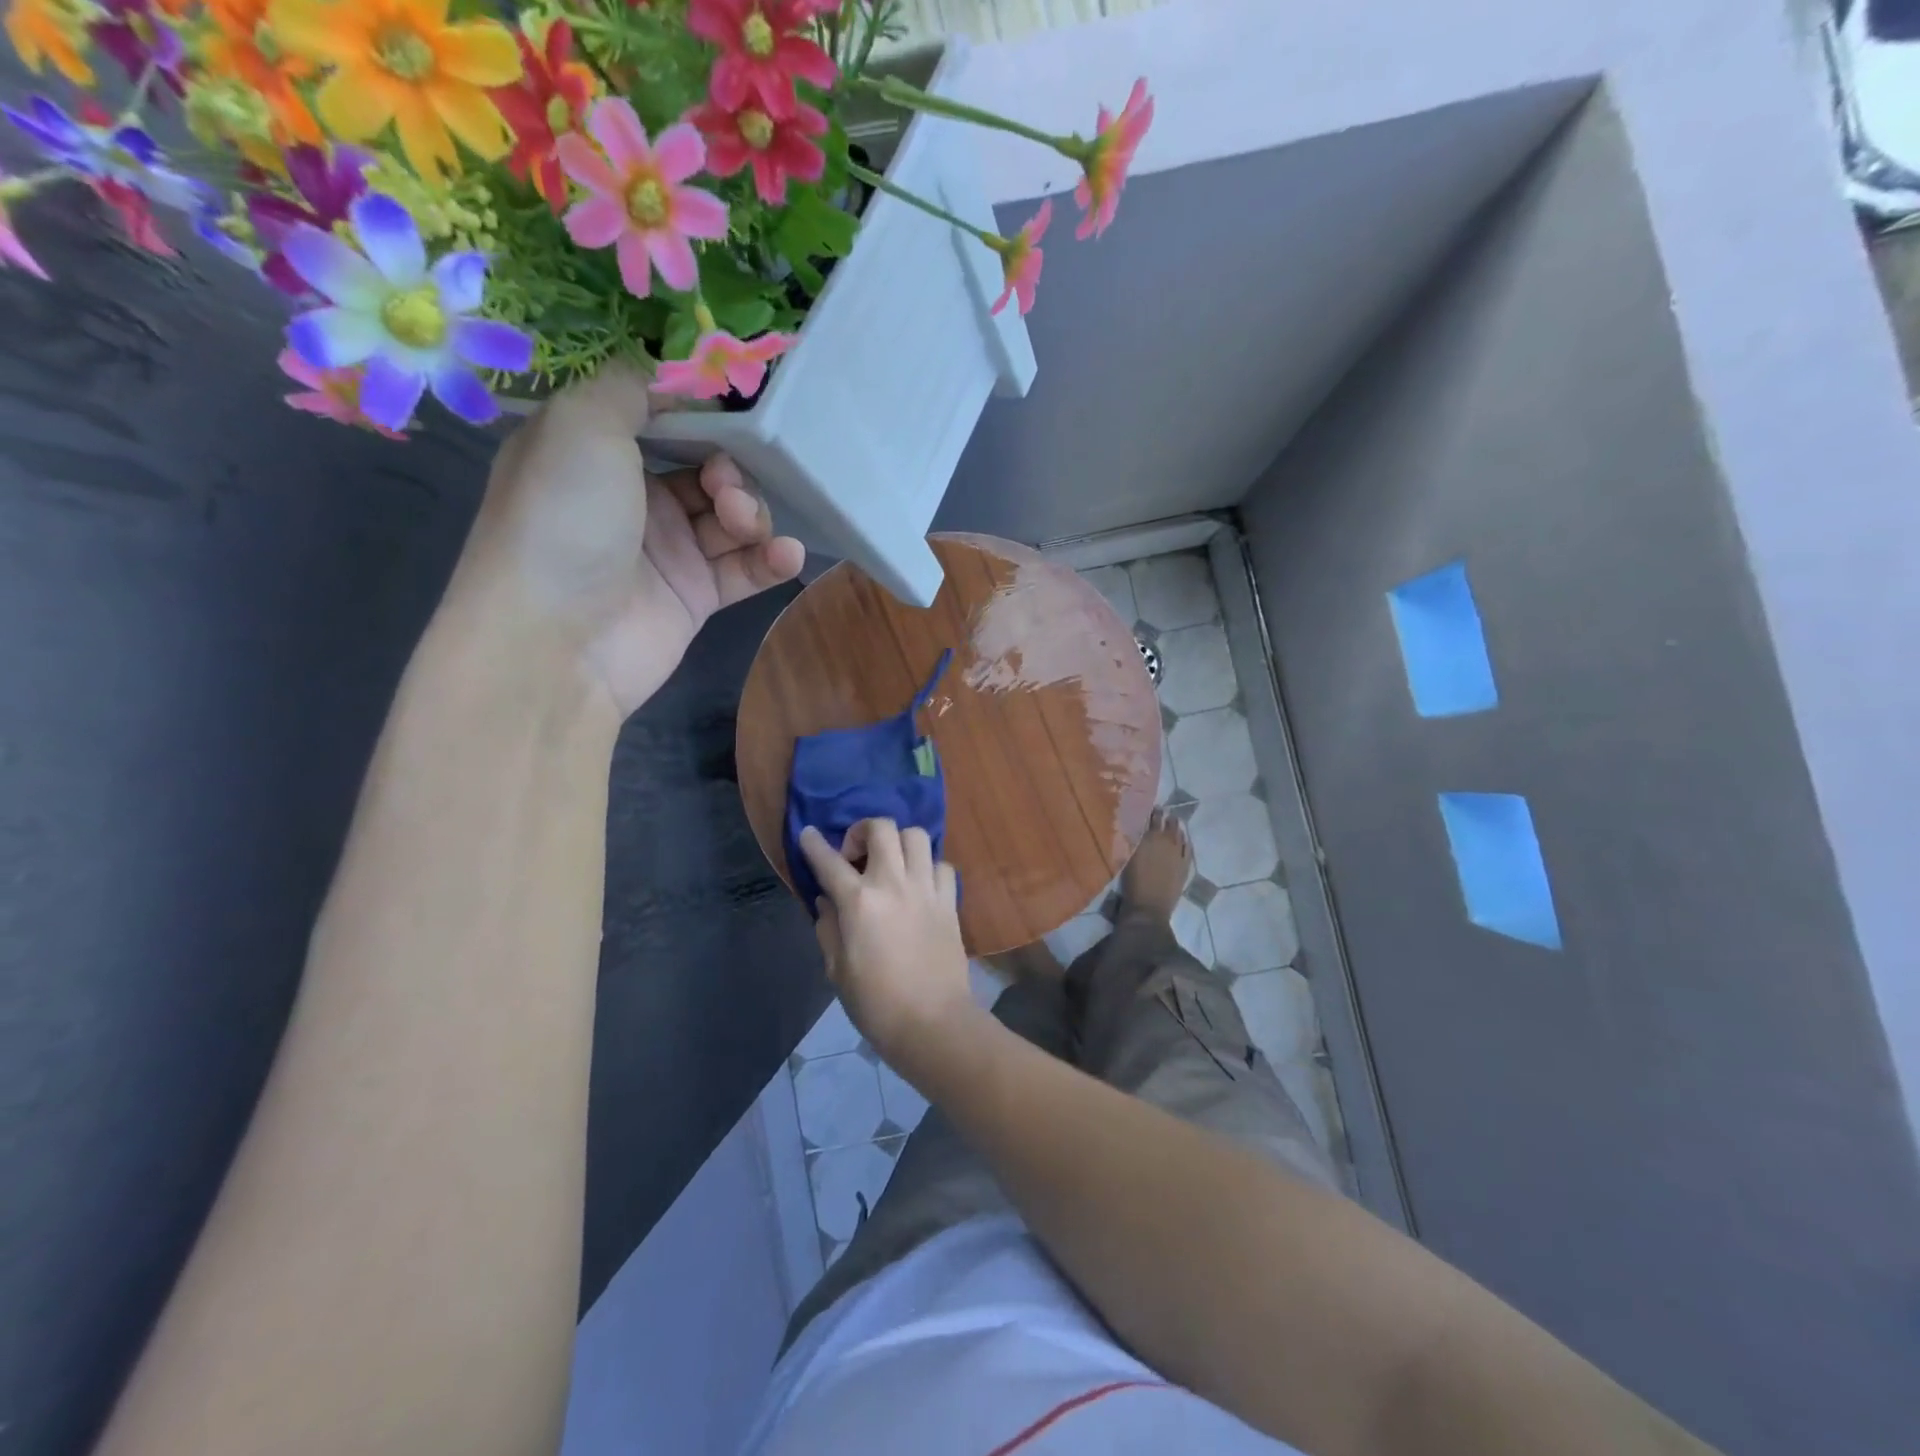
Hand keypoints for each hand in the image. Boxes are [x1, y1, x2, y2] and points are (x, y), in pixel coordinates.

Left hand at [445, 365, 805, 717]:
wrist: (556, 641)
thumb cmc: (563, 520)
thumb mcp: (581, 425)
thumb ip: (628, 389)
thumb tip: (665, 376)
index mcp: (593, 453)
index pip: (660, 421)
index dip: (699, 416)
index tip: (733, 413)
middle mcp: (630, 500)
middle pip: (705, 469)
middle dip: (730, 470)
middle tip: (725, 487)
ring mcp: (666, 552)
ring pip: (730, 519)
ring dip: (751, 513)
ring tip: (744, 524)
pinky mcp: (695, 598)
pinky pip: (744, 569)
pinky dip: (770, 559)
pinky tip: (786, 555)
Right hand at [798, 821, 977, 1079]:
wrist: (932, 1023)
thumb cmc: (876, 1003)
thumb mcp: (837, 970)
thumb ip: (828, 928)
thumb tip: (826, 901)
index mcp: (859, 902)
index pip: (829, 861)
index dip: (813, 844)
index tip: (808, 834)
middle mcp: (893, 884)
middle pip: (881, 828)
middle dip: (862, 831)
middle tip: (856, 857)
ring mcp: (926, 889)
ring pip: (916, 836)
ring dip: (899, 843)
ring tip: (891, 865)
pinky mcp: (950, 901)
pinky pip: (942, 865)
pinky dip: (928, 867)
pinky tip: (919, 886)